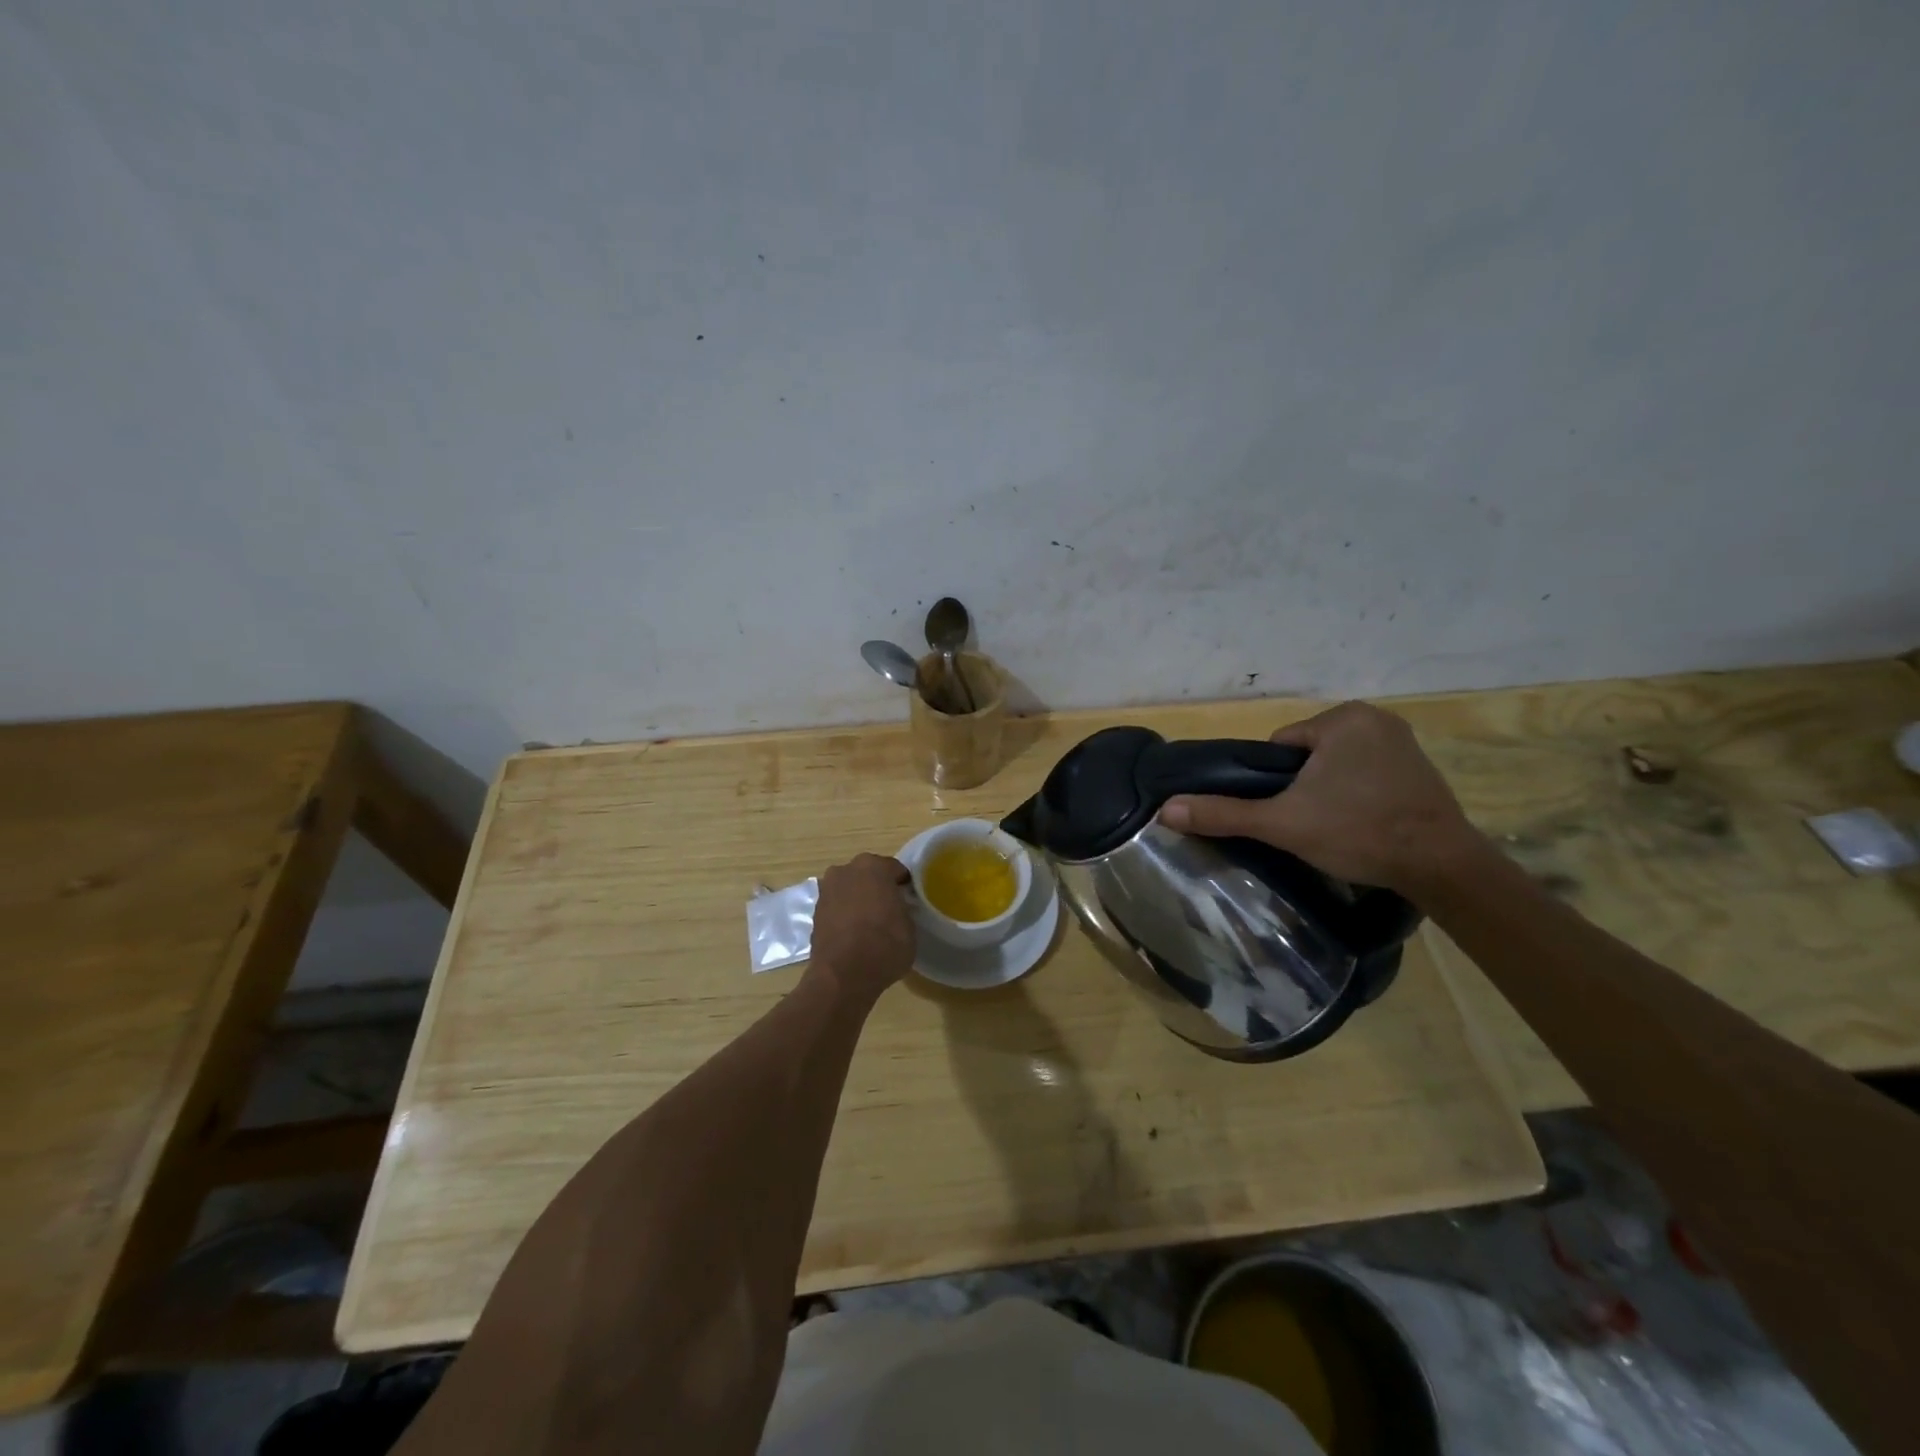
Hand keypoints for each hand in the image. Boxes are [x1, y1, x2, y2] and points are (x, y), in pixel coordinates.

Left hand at [808, 853, 914, 1003]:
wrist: (842, 976)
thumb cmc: (884, 946)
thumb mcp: (910, 927)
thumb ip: (903, 908)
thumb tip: (897, 908)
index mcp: (873, 866)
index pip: (894, 870)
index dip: (903, 886)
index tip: (908, 901)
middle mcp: (846, 870)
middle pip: (868, 875)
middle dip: (878, 888)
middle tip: (890, 910)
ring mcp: (826, 889)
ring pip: (850, 889)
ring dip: (858, 900)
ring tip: (870, 924)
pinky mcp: (815, 911)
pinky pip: (837, 906)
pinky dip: (844, 914)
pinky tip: (853, 933)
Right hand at [1159, 701, 1480, 897]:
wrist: (1442, 867)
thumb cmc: (1358, 832)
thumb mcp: (1283, 823)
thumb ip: (1224, 813)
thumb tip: (1166, 810)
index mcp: (1342, 718)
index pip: (1281, 746)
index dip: (1275, 783)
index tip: (1290, 812)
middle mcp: (1375, 718)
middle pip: (1308, 755)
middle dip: (1303, 786)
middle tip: (1312, 824)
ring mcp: (1403, 741)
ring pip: (1337, 765)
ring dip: (1330, 790)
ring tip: (1338, 827)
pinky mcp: (1421, 766)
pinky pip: (1367, 772)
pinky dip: (1359, 793)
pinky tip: (1365, 822)